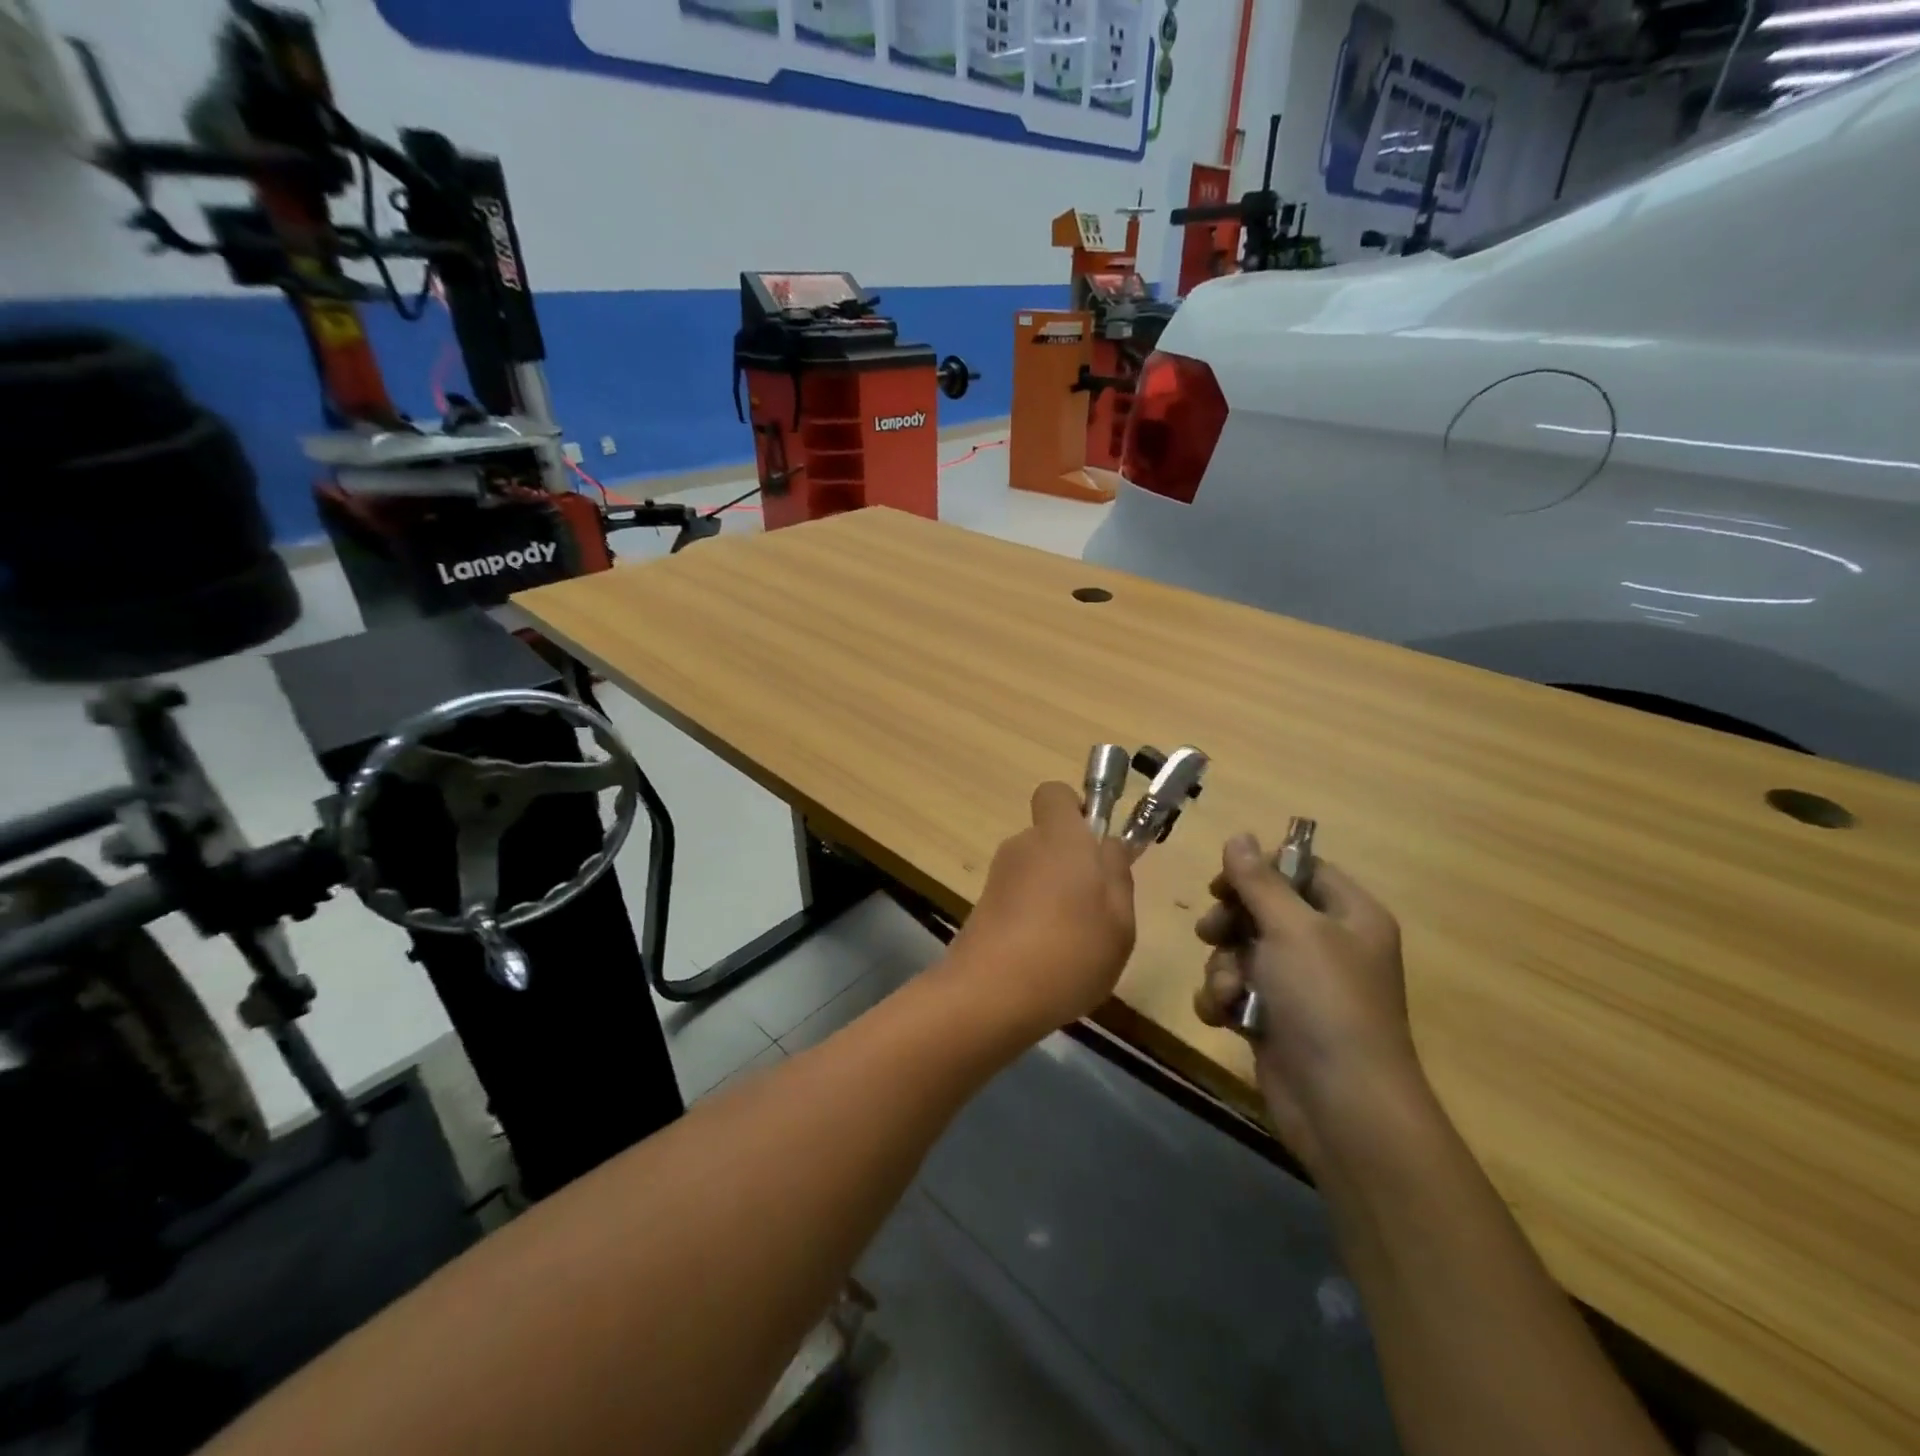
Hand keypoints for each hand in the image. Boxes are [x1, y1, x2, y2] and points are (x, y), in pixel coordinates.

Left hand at [951, 781, 1136, 1037]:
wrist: (991, 995)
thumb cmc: (1070, 952)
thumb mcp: (1119, 920)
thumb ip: (1117, 875)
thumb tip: (1108, 845)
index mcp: (1060, 838)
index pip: (1055, 793)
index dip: (1076, 810)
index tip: (1096, 844)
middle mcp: (1023, 847)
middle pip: (1050, 839)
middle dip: (1073, 863)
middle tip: (1099, 908)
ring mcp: (998, 878)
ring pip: (1036, 872)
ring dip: (1055, 895)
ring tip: (1075, 943)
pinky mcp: (983, 909)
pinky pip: (1019, 900)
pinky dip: (1034, 919)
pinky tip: (1048, 959)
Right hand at [1192, 834, 1420, 1169]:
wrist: (1341, 1105)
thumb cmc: (1325, 1002)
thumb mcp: (1292, 929)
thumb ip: (1259, 881)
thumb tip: (1239, 835)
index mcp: (1349, 916)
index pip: (1300, 870)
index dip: (1259, 870)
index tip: (1224, 882)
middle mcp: (1327, 945)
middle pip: (1262, 909)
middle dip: (1230, 922)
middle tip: (1213, 932)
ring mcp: (1299, 985)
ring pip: (1240, 950)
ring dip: (1222, 967)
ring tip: (1227, 990)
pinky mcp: (1274, 1018)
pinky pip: (1235, 989)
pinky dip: (1223, 999)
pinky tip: (1223, 1016)